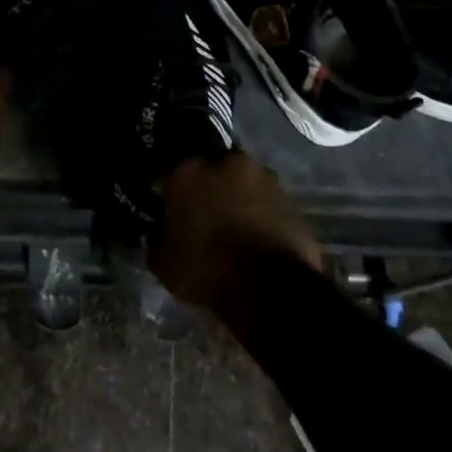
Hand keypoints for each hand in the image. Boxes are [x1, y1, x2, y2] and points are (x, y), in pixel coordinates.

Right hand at [149, 154, 320, 316]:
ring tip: (235, 229)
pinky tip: (257, 240)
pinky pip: (268, 205)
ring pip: (244, 185)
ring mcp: (265, 179)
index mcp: (188, 171)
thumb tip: (161, 232)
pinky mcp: (293, 201)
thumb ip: (159, 236)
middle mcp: (227, 163)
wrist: (267, 287)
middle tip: (206, 216)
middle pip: (214, 171)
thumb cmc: (204, 268)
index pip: (173, 173)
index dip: (173, 193)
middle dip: (210, 189)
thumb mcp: (161, 261)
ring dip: (239, 200)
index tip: (172, 210)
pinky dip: (262, 217)